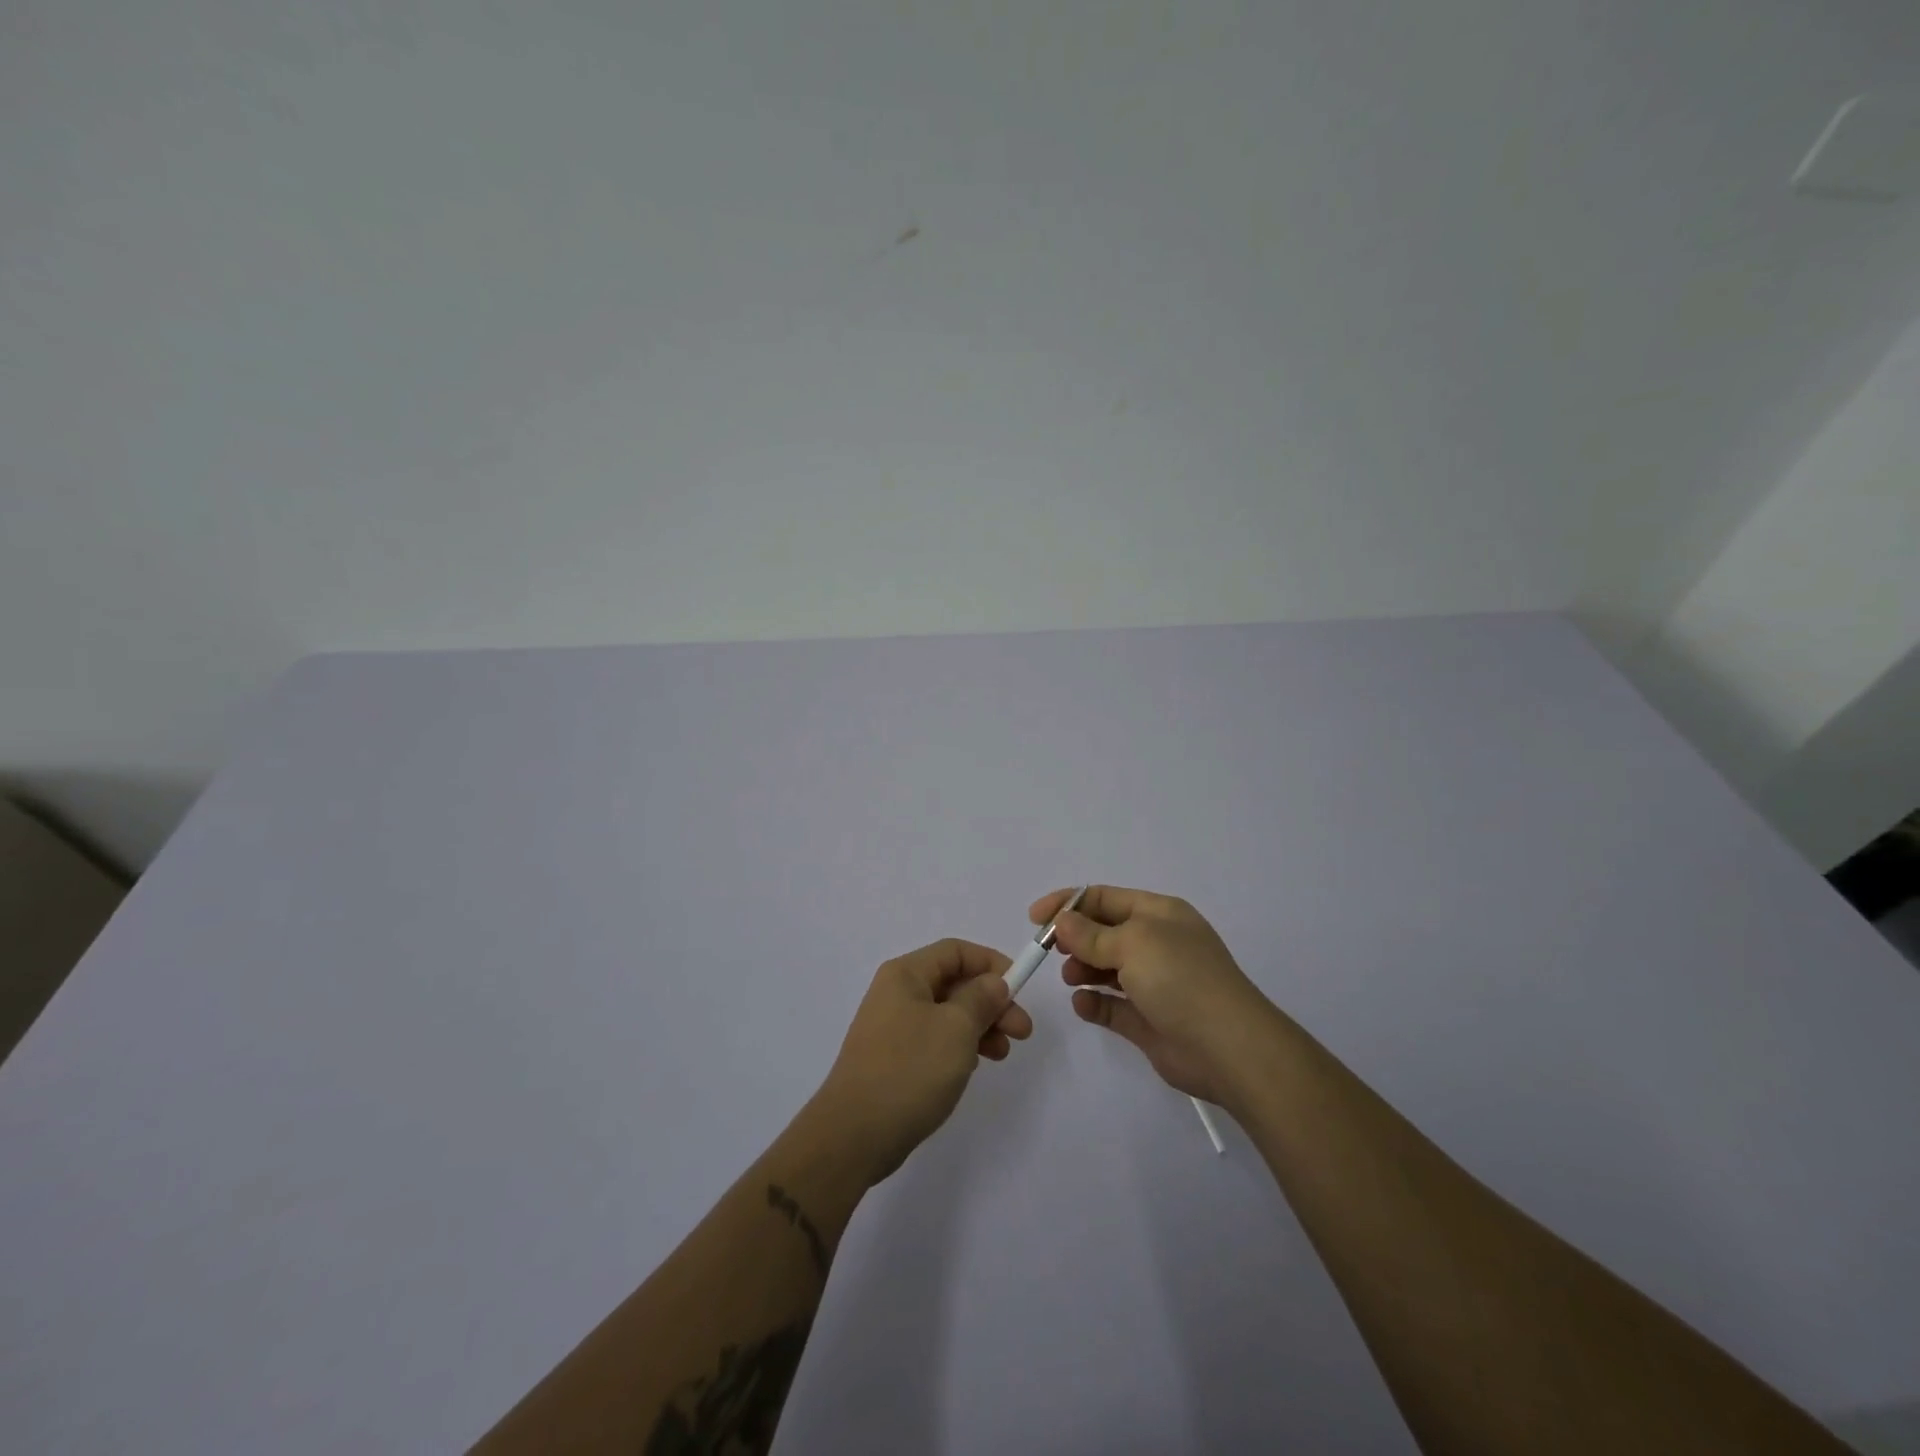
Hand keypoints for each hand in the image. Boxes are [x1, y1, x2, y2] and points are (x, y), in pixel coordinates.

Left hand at [808, 939, 1034, 1183]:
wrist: (854, 1135)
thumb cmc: (909, 1070)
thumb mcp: (956, 1029)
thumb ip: (981, 999)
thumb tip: (994, 983)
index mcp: (906, 975)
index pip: (955, 951)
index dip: (991, 963)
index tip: (1020, 988)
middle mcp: (897, 993)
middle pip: (954, 983)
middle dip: (992, 1002)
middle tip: (1023, 1031)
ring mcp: (894, 1027)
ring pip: (948, 1014)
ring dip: (981, 1027)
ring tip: (1003, 1053)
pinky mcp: (895, 1059)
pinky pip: (936, 1040)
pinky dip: (961, 1047)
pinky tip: (975, 1066)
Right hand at [1030, 885, 1275, 1107]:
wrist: (1228, 1048)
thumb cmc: (1180, 979)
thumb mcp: (1133, 942)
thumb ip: (1091, 933)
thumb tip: (1061, 923)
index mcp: (1160, 914)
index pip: (1106, 898)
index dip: (1068, 903)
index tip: (1035, 917)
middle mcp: (1157, 944)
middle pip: (1104, 931)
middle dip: (1075, 938)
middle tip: (1052, 951)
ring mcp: (1154, 983)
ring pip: (1107, 968)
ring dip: (1083, 969)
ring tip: (1071, 978)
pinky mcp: (1149, 1020)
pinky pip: (1113, 1005)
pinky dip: (1094, 1002)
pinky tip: (1083, 1004)